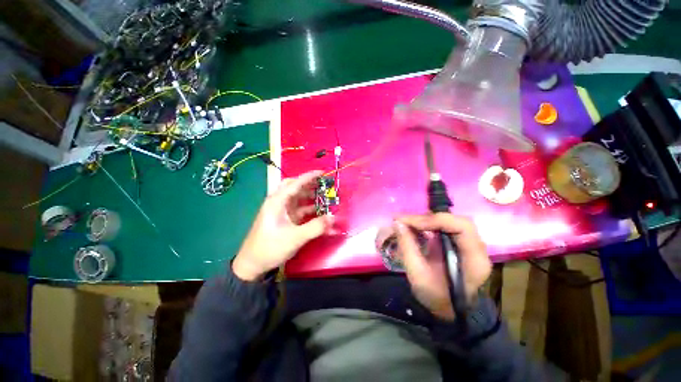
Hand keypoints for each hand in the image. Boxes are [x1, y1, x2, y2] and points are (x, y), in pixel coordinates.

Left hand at [232, 170, 333, 280]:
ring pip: (297, 198)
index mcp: (277, 202)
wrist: (252, 265)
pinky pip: (298, 209)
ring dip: (310, 196)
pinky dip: (309, 209)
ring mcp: (281, 211)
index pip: (295, 183)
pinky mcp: (284, 219)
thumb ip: (316, 227)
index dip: (309, 176)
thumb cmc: (270, 248)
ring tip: (324, 197)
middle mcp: (278, 203)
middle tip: (323, 185)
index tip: (322, 172)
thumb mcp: (295, 237)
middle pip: (294, 187)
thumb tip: (333, 217)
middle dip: (309, 184)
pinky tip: (319, 212)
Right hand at [394, 213, 490, 320]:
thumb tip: (397, 223)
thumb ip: (408, 248)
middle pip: (454, 220)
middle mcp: (476, 247)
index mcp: (474, 259)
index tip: (409, 223)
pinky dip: (428, 225)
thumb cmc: (437, 298)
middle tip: (404, 222)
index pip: (461, 226)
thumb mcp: (418, 276)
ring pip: (449, 221)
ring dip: (426, 220)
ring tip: (406, 223)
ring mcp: (468, 244)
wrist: (450, 312)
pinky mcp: (459, 243)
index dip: (435, 220)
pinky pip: (444, 227)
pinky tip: (415, 228)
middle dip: (427, 218)